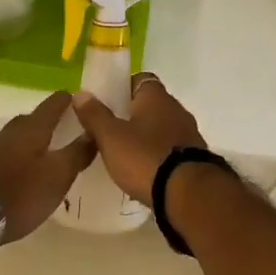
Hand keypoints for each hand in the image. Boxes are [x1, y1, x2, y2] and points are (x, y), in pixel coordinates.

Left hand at [0, 92, 96, 242]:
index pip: (53, 104)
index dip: (69, 100)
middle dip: (51, 120)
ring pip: (21, 137)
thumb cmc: (22, 192)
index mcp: (32, 128)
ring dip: (36, 140)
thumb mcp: (59, 175)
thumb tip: (93, 132)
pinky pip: (10, 153)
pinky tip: (29, 170)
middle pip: (34, 119)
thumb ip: (77, 153)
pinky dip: (23, 156)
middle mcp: (11, 132)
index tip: (82, 101)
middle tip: (69, 128)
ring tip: (52, 151)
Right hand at [68, 73, 206, 202]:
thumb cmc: (144, 158)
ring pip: (162, 128)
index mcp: (156, 97)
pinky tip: (145, 171)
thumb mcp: (111, 137)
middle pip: (152, 105)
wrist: (188, 195)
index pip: (140, 79)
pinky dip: (158, 156)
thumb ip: (95, 115)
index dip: (123, 88)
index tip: (107, 102)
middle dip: (133, 115)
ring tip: (125, 153)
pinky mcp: (195, 159)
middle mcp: (176, 110)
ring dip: (147, 137)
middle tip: (111, 130)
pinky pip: (171, 150)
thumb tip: (80, 93)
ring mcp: (189, 135)